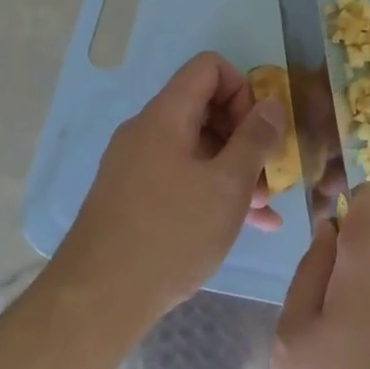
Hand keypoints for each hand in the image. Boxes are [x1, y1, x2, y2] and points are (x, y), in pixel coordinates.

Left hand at [53, 52, 282, 324]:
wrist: (97, 301)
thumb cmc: (171, 233)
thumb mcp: (228, 185)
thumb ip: (256, 139)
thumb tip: (272, 104)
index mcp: (165, 115)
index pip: (209, 67)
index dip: (243, 89)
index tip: (259, 131)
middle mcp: (147, 131)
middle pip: (205, 107)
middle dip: (245, 135)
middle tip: (268, 173)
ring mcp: (137, 165)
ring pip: (197, 148)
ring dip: (235, 168)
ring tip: (264, 206)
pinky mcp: (133, 198)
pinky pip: (182, 177)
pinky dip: (212, 190)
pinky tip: (247, 224)